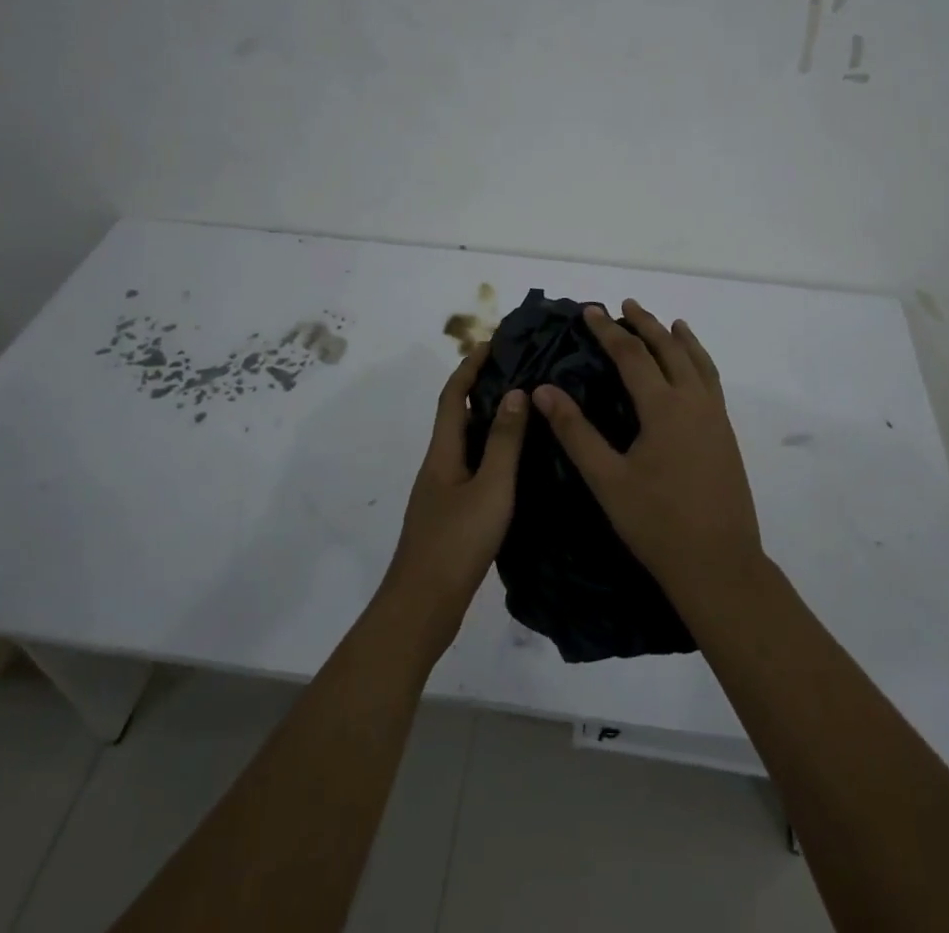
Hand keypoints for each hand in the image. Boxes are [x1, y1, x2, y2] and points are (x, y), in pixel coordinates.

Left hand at [382, 345, 526, 647]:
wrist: (423, 606)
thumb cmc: (457, 542)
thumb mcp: (491, 488)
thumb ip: (504, 442)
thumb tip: (515, 392)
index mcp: (443, 452)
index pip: (454, 395)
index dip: (470, 366)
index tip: (493, 342)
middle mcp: (439, 464)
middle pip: (458, 415)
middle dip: (482, 387)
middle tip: (519, 370)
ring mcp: (442, 491)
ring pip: (467, 442)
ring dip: (489, 419)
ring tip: (525, 408)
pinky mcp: (451, 514)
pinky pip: (473, 466)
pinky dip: (492, 451)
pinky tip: (516, 462)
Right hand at [534, 302, 764, 615]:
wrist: (720, 565)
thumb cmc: (657, 524)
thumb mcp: (607, 479)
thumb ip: (575, 432)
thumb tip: (543, 390)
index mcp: (664, 407)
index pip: (632, 355)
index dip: (608, 331)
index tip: (590, 311)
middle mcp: (694, 401)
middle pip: (670, 349)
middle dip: (646, 324)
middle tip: (625, 305)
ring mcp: (715, 417)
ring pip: (698, 362)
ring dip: (680, 338)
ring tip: (669, 322)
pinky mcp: (726, 435)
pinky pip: (712, 382)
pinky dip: (700, 362)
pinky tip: (694, 370)